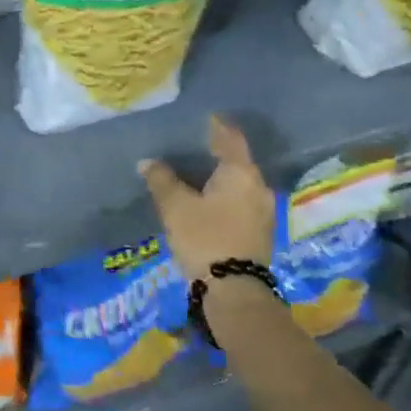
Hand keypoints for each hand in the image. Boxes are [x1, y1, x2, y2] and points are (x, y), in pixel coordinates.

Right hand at [138, 115, 275, 279]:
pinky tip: (206, 201)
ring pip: (239, 184)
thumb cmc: (204, 238)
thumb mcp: (175, 206)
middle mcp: (258, 187)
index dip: (216, 125)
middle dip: (216, 153)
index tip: (203, 117)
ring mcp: (263, 212)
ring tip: (194, 174)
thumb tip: (147, 162)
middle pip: (237, 161)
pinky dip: (223, 196)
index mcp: (241, 173)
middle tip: (192, 146)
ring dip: (219, 178)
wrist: (234, 293)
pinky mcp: (259, 233)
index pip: (230, 138)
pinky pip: (240, 202)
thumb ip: (161, 179)